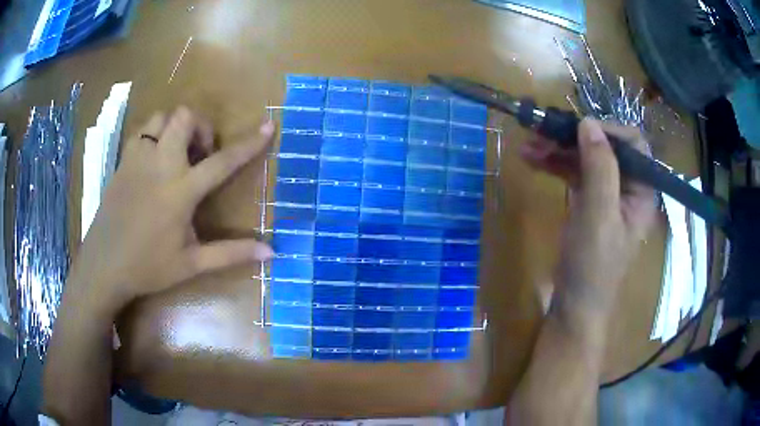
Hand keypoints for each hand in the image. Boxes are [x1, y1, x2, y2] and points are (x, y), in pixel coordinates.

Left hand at [71, 107, 274, 314]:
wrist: (104, 266)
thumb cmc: (148, 267)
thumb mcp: (191, 264)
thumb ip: (230, 253)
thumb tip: (271, 253)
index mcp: (180, 191)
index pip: (222, 161)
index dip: (248, 144)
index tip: (268, 126)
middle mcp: (159, 165)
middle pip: (184, 118)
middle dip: (200, 126)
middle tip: (200, 154)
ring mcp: (137, 159)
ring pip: (160, 118)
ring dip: (175, 127)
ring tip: (176, 153)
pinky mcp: (122, 162)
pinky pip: (141, 132)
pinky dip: (154, 135)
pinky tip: (154, 159)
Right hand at [520, 118, 655, 316]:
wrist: (574, 304)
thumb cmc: (593, 265)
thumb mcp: (599, 216)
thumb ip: (599, 168)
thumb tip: (588, 123)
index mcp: (641, 189)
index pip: (633, 144)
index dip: (608, 130)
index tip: (577, 129)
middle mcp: (627, 186)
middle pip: (605, 147)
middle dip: (574, 137)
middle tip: (541, 130)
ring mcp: (606, 193)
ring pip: (585, 157)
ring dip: (558, 148)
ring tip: (529, 144)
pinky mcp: (588, 200)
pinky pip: (573, 172)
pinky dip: (554, 163)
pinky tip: (532, 159)